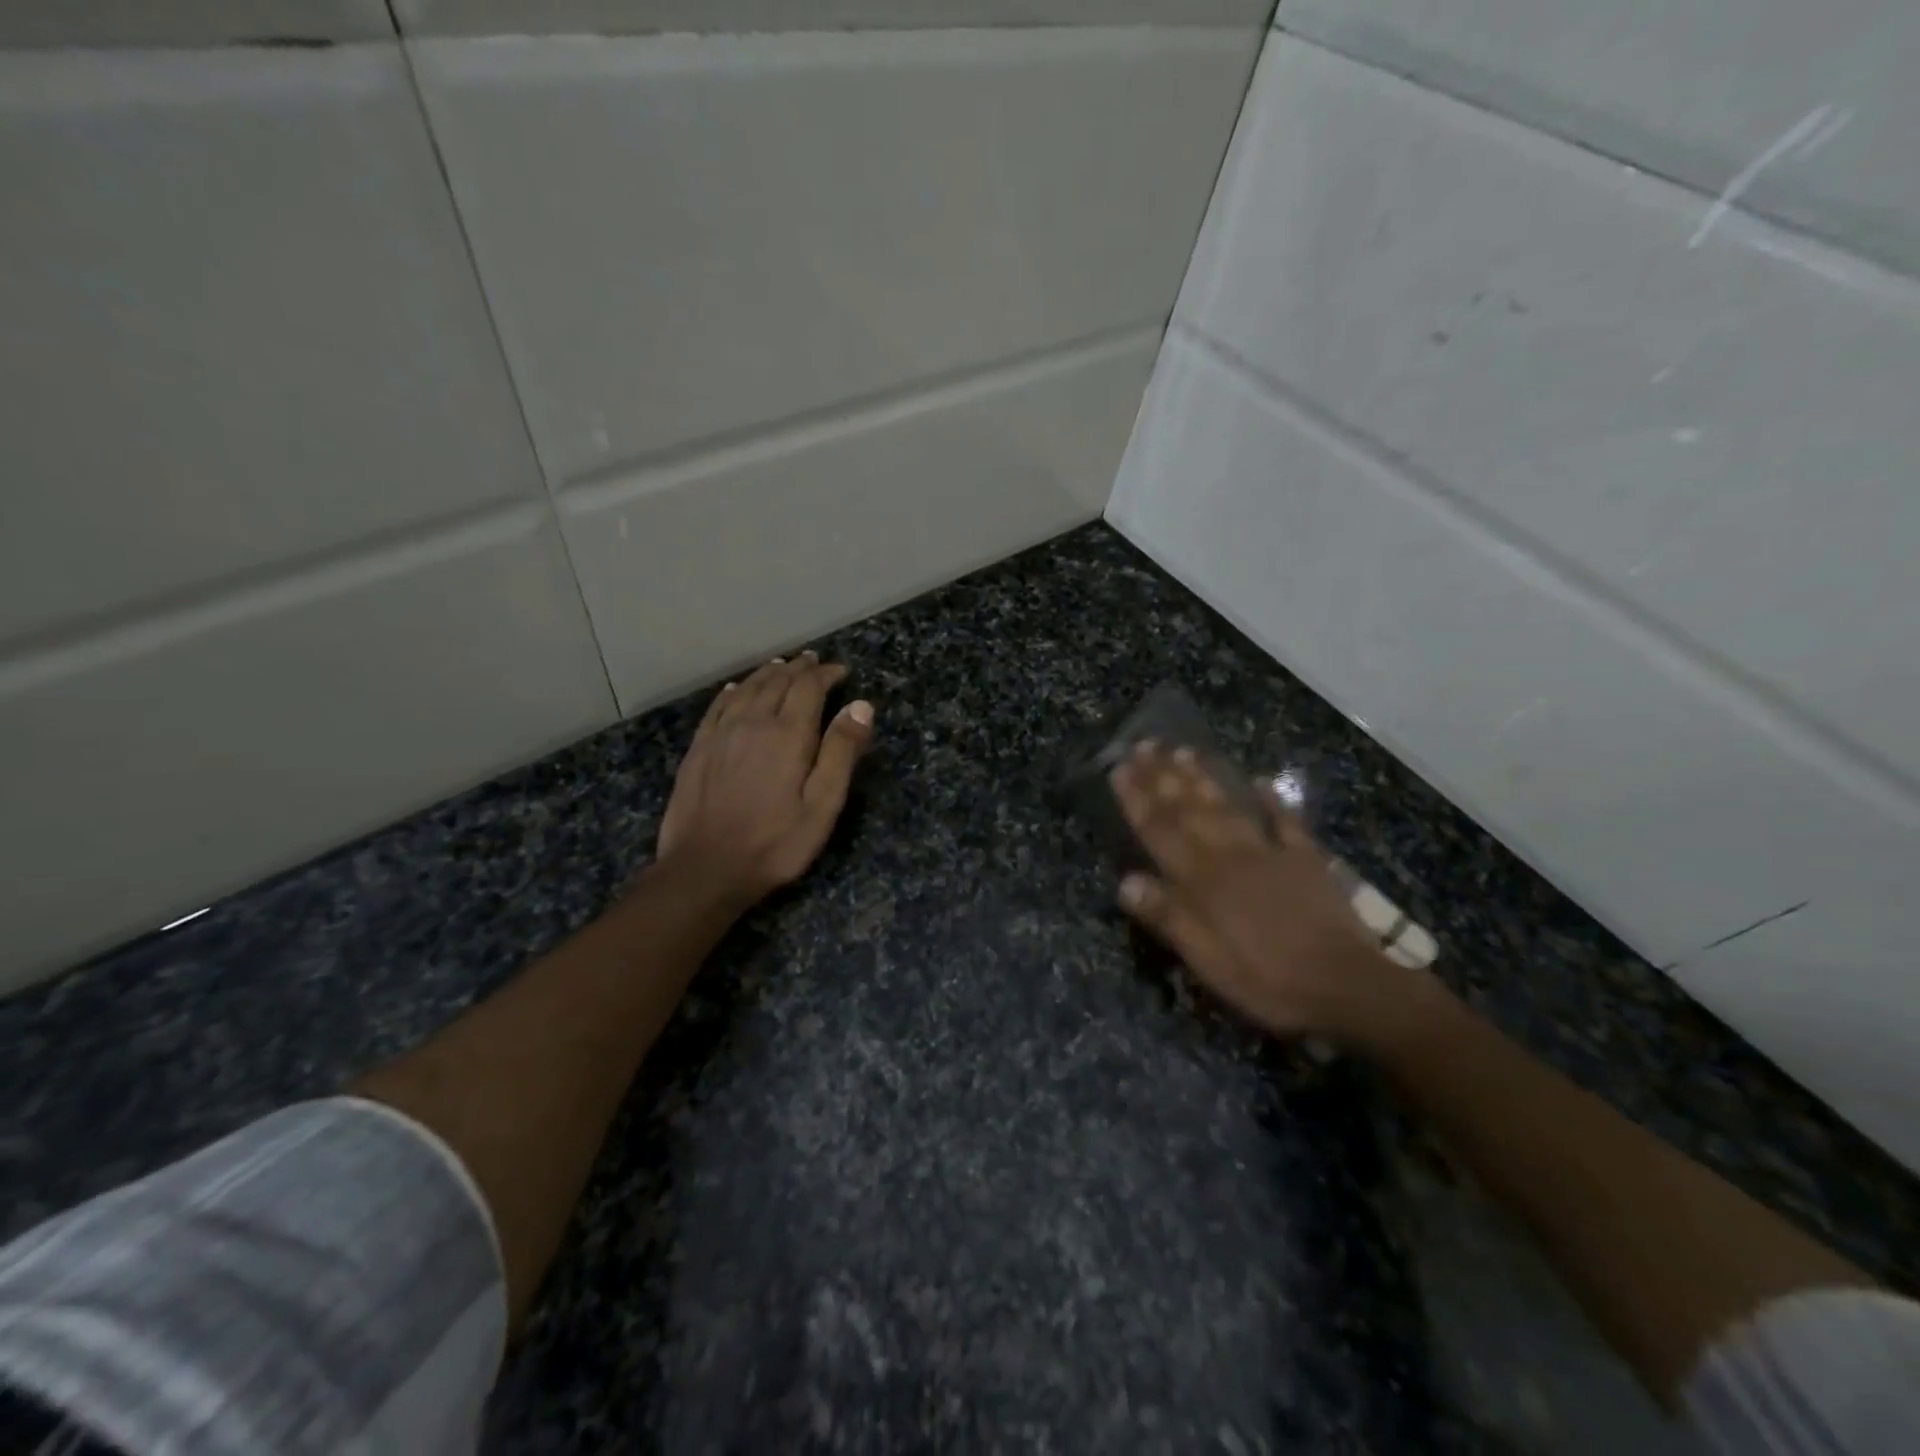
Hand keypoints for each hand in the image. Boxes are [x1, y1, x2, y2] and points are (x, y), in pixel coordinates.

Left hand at [655, 653, 873, 904]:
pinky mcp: (698, 749)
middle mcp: (752, 722)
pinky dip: (733, 691)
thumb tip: (860, 705)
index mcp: (787, 734)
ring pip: (747, 689)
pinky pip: (718, 706)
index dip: (825, 674)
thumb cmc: (775, 843)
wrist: (705, 869)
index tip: (841, 670)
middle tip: (813, 660)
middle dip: (798, 668)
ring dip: (767, 673)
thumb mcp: (823, 805)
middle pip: (777, 682)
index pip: (808, 687)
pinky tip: (737, 689)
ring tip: (781, 665)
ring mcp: (720, 734)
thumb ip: (841, 752)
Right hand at [1110, 742, 1428, 1042]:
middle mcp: (1230, 856)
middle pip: (1190, 810)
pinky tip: (1261, 781)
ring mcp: (1270, 853)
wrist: (1346, 985)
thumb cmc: (1266, 979)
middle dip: (1163, 777)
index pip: (1160, 832)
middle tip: (1145, 744)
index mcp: (1201, 881)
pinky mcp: (1306, 861)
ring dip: (1204, 778)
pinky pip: (1286, 823)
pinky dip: (1273, 800)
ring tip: (1184, 751)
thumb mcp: (1207, 960)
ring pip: (1229, 807)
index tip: (1119, 768)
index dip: (1137, 800)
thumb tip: (1125, 881)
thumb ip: (1168, 917)